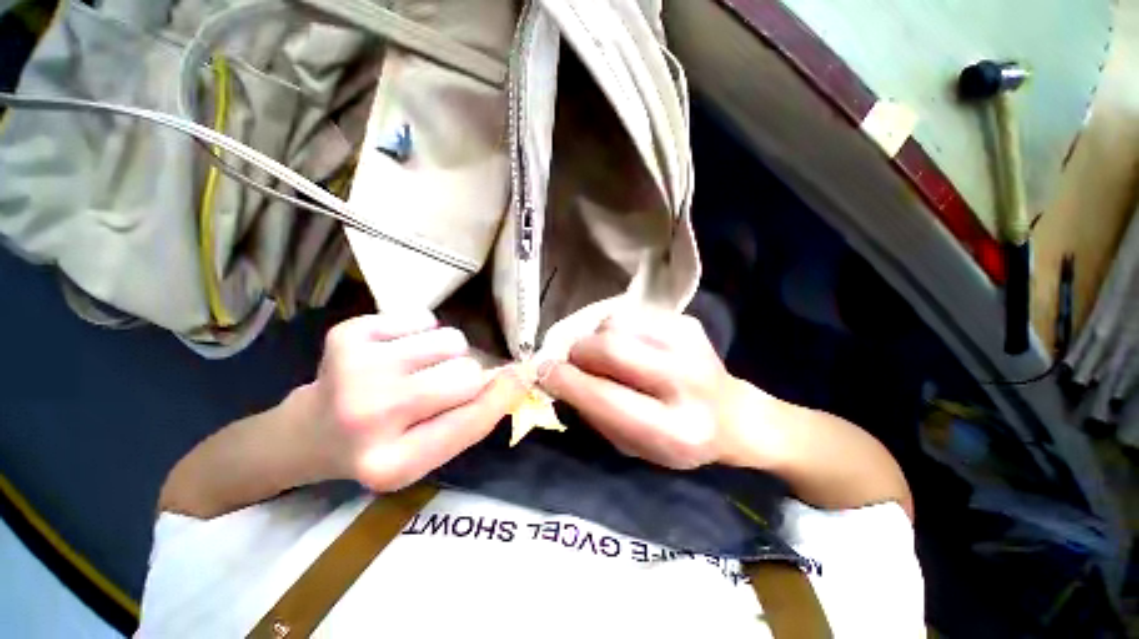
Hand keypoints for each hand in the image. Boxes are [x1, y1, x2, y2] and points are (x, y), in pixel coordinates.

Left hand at [310, 311, 525, 491]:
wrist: (310, 431)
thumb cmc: (381, 444)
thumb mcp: (428, 451)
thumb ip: (473, 417)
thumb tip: (518, 375)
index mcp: (394, 463)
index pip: (474, 419)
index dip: (505, 393)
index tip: (522, 374)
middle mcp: (370, 417)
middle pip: (466, 374)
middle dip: (469, 374)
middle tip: (445, 383)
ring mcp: (354, 371)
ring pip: (451, 339)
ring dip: (447, 352)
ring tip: (420, 368)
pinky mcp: (346, 335)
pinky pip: (424, 317)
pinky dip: (422, 332)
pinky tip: (397, 351)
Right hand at [541, 309, 775, 469]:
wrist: (732, 415)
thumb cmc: (677, 440)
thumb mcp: (634, 447)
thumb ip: (594, 414)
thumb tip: (557, 378)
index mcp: (674, 430)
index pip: (605, 398)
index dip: (566, 382)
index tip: (543, 373)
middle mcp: (686, 383)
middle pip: (610, 348)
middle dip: (579, 353)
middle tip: (575, 363)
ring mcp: (689, 344)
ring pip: (616, 324)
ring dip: (597, 339)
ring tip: (605, 355)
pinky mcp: (687, 323)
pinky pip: (629, 314)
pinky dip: (615, 328)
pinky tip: (626, 344)